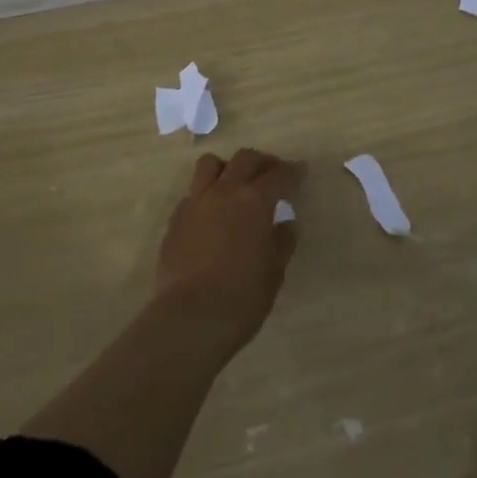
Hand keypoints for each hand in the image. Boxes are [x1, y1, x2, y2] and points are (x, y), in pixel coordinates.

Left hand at [154, 148, 304, 355]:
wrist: (190, 318)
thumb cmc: (242, 298)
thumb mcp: (274, 271)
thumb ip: (282, 241)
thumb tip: (285, 223)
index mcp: (254, 201)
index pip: (279, 175)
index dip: (293, 172)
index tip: (300, 172)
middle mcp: (224, 192)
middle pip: (245, 159)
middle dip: (263, 162)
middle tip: (273, 175)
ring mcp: (195, 202)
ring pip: (210, 165)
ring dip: (228, 168)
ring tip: (236, 184)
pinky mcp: (175, 219)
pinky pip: (193, 192)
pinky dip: (207, 194)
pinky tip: (213, 215)